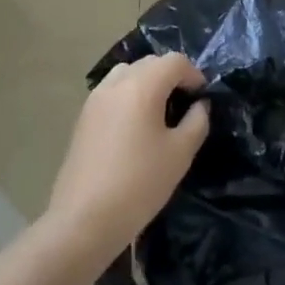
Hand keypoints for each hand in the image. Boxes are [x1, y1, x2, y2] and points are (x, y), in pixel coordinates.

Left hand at [47, 53, 209, 257]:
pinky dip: (128, 96)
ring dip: (147, 82)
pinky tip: (133, 127)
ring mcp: (95, 99)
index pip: (175, 61)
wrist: (82, 223)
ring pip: (128, 73)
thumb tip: (199, 105)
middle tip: (184, 104)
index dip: (194, 75)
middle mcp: (117, 83)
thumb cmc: (138, 185)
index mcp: (143, 85)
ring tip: (157, 112)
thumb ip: (196, 122)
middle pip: (150, 63)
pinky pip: (112, 92)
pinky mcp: (83, 118)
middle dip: (171, 76)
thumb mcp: (180, 154)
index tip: (202, 98)